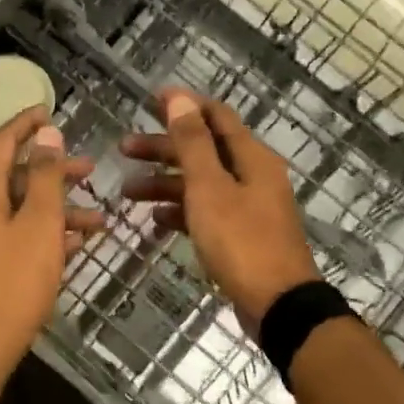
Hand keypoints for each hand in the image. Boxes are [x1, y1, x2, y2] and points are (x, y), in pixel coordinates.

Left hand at [0, 107, 100, 400]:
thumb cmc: (15, 279)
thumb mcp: (40, 223)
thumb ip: (45, 176)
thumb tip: (47, 134)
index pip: (2, 143)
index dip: (27, 125)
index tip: (50, 110)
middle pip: (16, 178)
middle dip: (54, 173)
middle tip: (89, 170)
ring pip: (21, 211)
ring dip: (58, 210)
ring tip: (99, 220)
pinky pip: (17, 236)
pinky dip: (45, 234)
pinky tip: (76, 245)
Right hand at [121, 89, 319, 333]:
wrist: (278, 305)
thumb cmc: (241, 241)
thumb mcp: (210, 188)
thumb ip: (193, 143)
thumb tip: (179, 99)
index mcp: (251, 157)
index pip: (216, 116)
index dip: (184, 106)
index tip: (150, 101)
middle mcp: (252, 176)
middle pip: (204, 150)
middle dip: (164, 147)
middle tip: (125, 149)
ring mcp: (248, 207)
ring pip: (201, 183)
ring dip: (165, 183)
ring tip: (128, 191)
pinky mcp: (241, 235)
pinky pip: (206, 212)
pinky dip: (181, 210)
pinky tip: (156, 218)